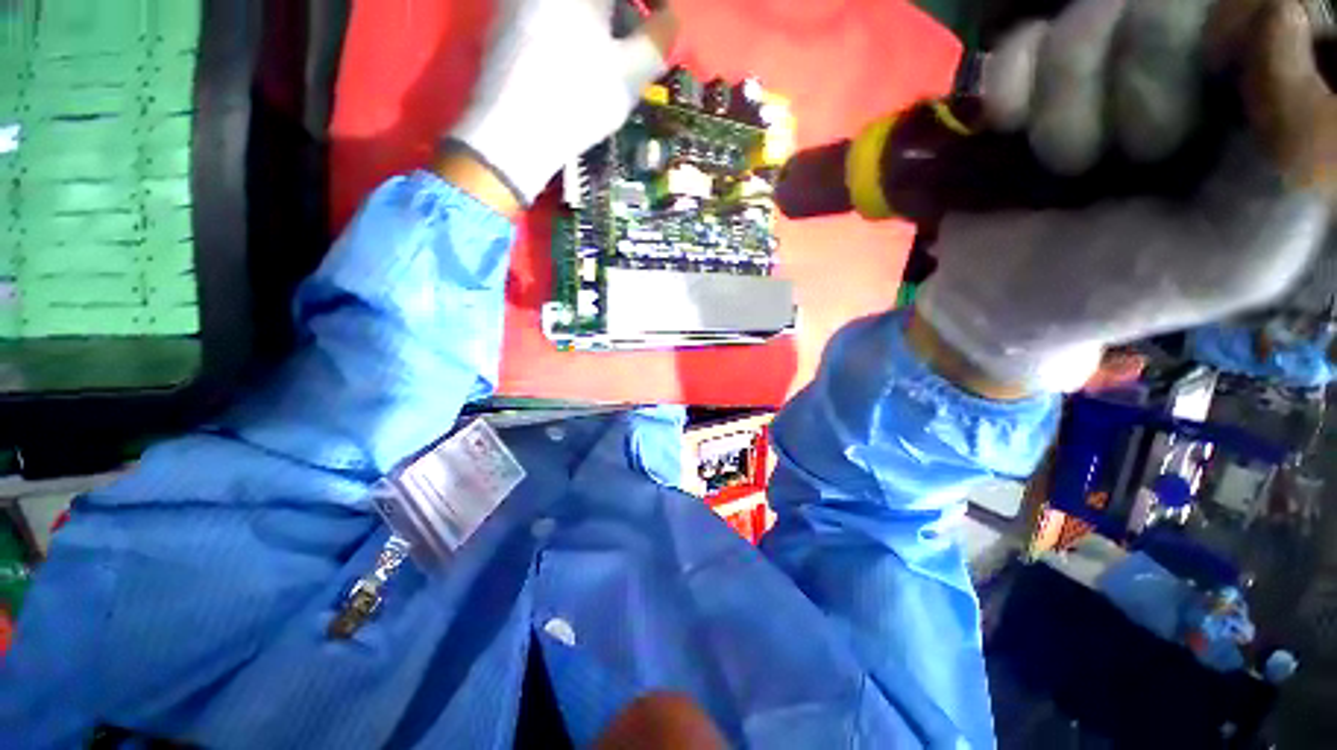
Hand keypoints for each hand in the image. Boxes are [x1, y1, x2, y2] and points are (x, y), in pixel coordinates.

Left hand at [447, 0, 678, 205]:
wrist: (513, 132)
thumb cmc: (579, 99)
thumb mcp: (632, 73)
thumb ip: (658, 38)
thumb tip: (667, 21)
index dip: (655, 5)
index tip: (664, 24)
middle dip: (626, 16)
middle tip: (639, 50)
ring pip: (576, 8)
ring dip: (602, 25)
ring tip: (611, 67)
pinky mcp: (505, 21)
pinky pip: (552, 17)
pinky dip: (575, 33)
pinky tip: (578, 69)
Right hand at [919, 0, 1333, 392]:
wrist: (991, 301)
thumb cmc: (1109, 289)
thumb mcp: (1230, 265)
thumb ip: (1296, 174)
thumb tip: (1283, 17)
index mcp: (1256, 111)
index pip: (1268, 11)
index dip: (1234, 42)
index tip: (1203, 119)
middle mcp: (1186, 69)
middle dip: (1148, 83)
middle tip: (1133, 158)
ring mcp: (1102, 66)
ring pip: (1097, 10)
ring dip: (1067, 102)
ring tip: (1065, 165)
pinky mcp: (1030, 79)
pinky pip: (1023, 40)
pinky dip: (1010, 90)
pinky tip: (1010, 132)